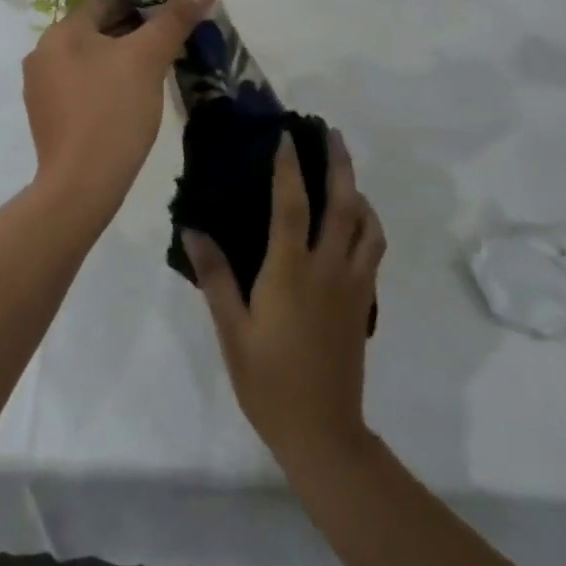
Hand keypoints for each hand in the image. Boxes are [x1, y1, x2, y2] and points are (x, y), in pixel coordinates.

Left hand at [23, 0, 217, 208]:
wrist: (81, 183)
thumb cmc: (114, 110)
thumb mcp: (150, 59)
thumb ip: (176, 18)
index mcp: (61, 31)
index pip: (105, 2)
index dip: (142, 5)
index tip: (171, 20)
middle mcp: (42, 52)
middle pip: (95, 30)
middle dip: (131, 34)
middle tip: (168, 47)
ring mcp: (40, 87)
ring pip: (87, 59)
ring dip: (117, 60)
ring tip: (152, 75)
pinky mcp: (45, 116)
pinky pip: (78, 87)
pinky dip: (102, 85)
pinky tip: (127, 102)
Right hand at [185, 130, 383, 465]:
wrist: (323, 431)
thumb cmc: (268, 380)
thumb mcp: (231, 329)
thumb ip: (215, 276)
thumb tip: (193, 229)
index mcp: (291, 272)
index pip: (292, 205)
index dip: (289, 167)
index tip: (285, 135)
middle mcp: (328, 269)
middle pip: (343, 204)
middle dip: (339, 164)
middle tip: (332, 134)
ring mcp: (352, 286)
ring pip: (367, 226)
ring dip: (358, 191)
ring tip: (343, 174)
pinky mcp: (363, 302)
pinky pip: (371, 250)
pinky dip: (367, 224)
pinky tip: (352, 223)